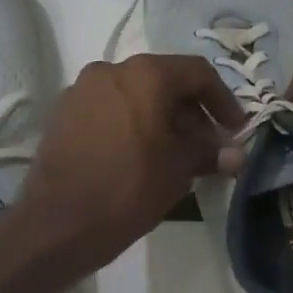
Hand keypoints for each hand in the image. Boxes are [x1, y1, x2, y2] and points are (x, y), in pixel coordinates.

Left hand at [17, 54, 243, 272]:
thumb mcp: (179, 169)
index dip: (223, 100)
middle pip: (164, 81)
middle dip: (191, 113)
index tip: (234, 130)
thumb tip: (235, 153)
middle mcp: (110, 70)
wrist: (58, 223)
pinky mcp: (63, 114)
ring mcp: (81, 90)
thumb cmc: (129, 188)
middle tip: (207, 147)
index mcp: (144, 74)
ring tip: (174, 155)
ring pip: (134, 96)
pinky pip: (109, 110)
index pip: (197, 73)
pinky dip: (131, 124)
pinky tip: (139, 156)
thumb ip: (209, 151)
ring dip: (161, 119)